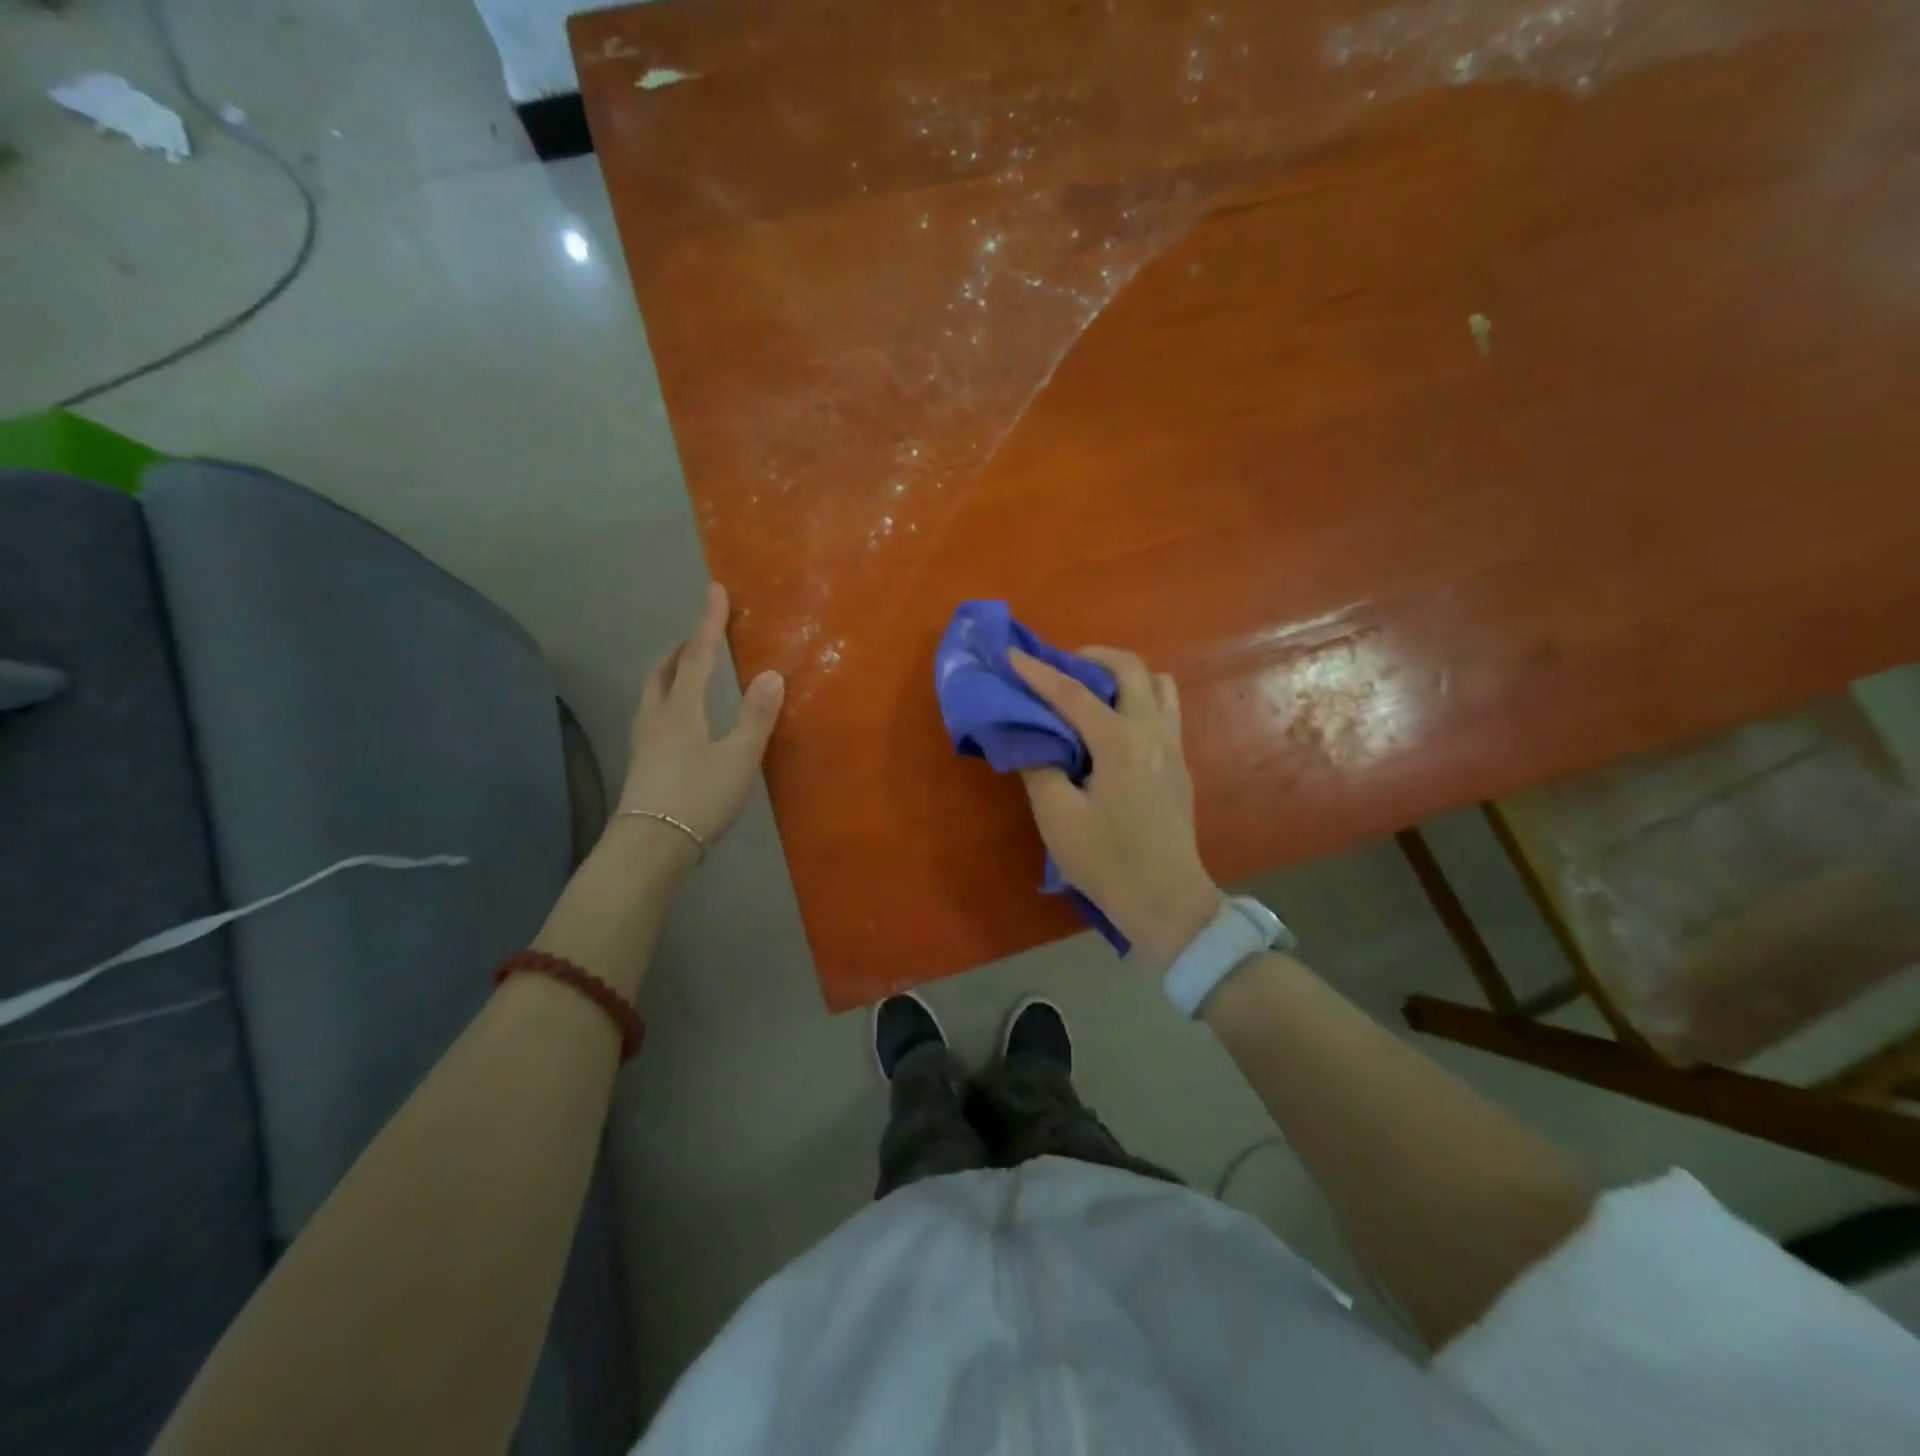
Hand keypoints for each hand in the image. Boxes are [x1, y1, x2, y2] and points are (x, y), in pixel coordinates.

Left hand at [615, 583, 783, 852]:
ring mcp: (644, 740)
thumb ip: (756, 716)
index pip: (696, 656)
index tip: (714, 591)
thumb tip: (771, 674)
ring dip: (671, 672)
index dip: (707, 623)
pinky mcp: (641, 761)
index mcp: (681, 709)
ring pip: (652, 691)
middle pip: (664, 670)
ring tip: (688, 671)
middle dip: (682, 648)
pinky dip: (666, 697)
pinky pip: (652, 712)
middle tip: (701, 638)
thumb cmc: (699, 797)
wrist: (649, 846)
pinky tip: (677, 718)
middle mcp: (656, 716)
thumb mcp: (739, 757)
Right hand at [1010, 646, 1223, 963]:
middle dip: (1093, 658)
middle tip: (1061, 667)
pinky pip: (1165, 711)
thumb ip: (1039, 767)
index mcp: (1121, 743)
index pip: (1073, 694)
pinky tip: (1113, 728)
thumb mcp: (1058, 817)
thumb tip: (1030, 736)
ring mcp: (1173, 748)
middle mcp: (1153, 733)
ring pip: (1159, 685)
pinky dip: (1138, 700)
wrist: (1166, 901)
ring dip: (1124, 676)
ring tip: (1092, 691)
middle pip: (1131, 669)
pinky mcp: (1180, 766)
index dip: (1038, 672)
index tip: (1012, 653)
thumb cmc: (1107, 862)